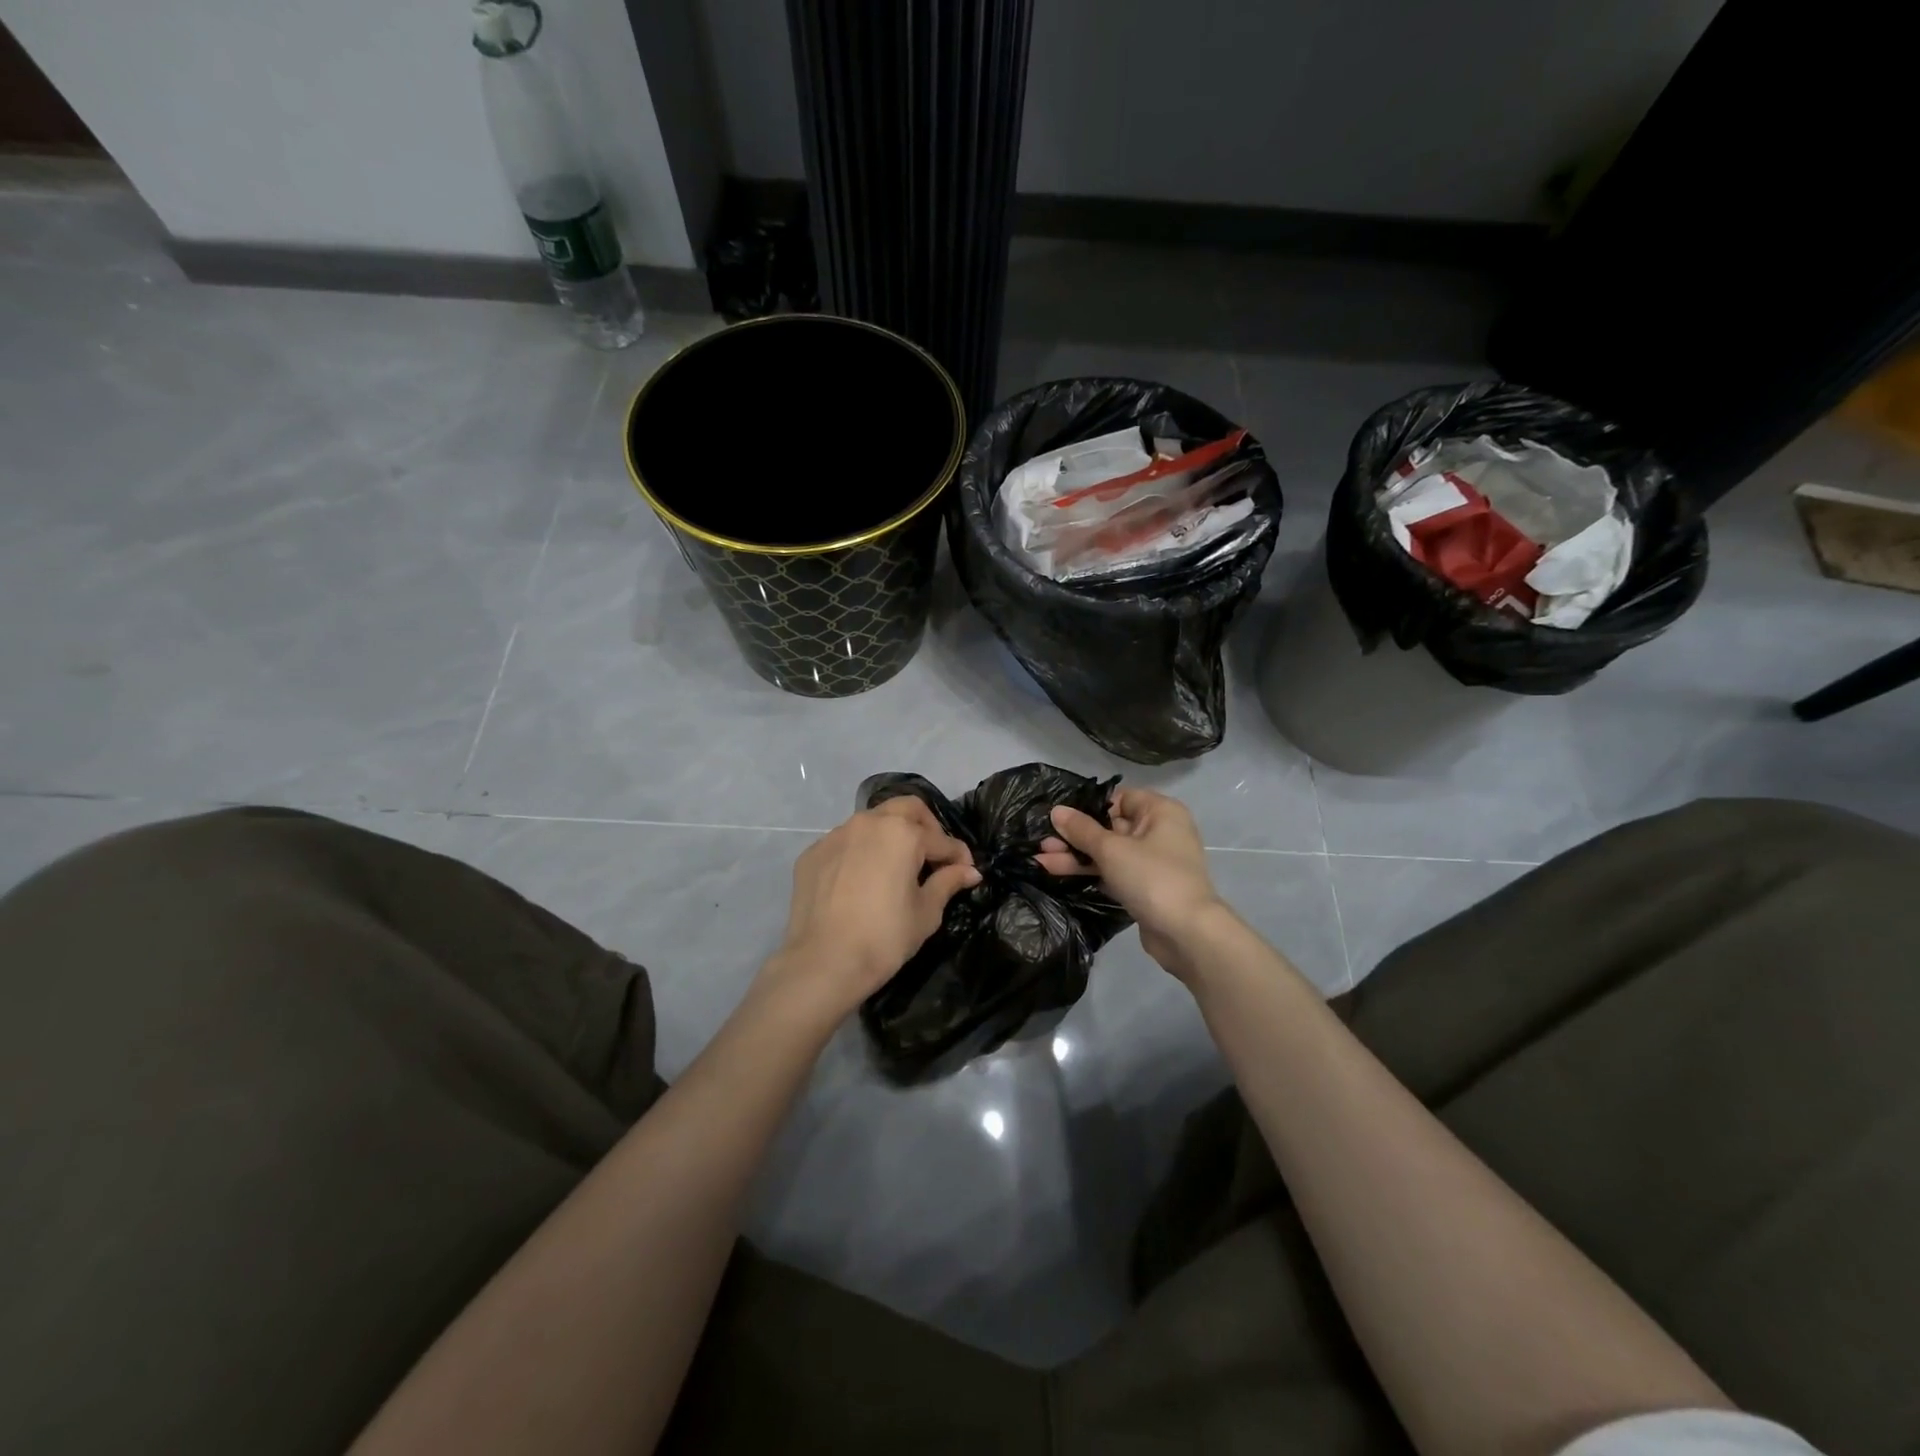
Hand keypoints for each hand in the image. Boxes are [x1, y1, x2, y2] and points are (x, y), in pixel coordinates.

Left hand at [767, 797, 979, 1020]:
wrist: (824, 962)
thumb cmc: (885, 937)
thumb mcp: (926, 912)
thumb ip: (948, 882)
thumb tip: (970, 871)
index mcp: (903, 833)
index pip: (941, 839)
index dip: (959, 855)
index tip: (967, 871)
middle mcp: (869, 823)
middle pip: (907, 809)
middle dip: (926, 827)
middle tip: (932, 856)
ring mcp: (836, 835)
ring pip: (872, 822)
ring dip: (891, 836)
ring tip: (896, 867)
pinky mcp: (813, 853)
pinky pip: (845, 843)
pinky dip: (861, 853)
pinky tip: (862, 880)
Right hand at [1036, 787, 1227, 979]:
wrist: (1186, 934)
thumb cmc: (1152, 877)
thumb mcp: (1111, 849)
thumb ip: (1081, 830)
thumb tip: (1056, 810)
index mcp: (1160, 812)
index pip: (1119, 799)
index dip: (1089, 807)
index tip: (1059, 816)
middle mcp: (1159, 832)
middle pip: (1110, 827)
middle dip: (1075, 836)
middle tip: (1042, 842)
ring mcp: (1152, 862)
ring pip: (1109, 852)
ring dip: (1076, 856)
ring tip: (1040, 860)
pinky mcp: (1145, 887)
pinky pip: (1113, 872)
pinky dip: (1090, 872)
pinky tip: (1058, 873)